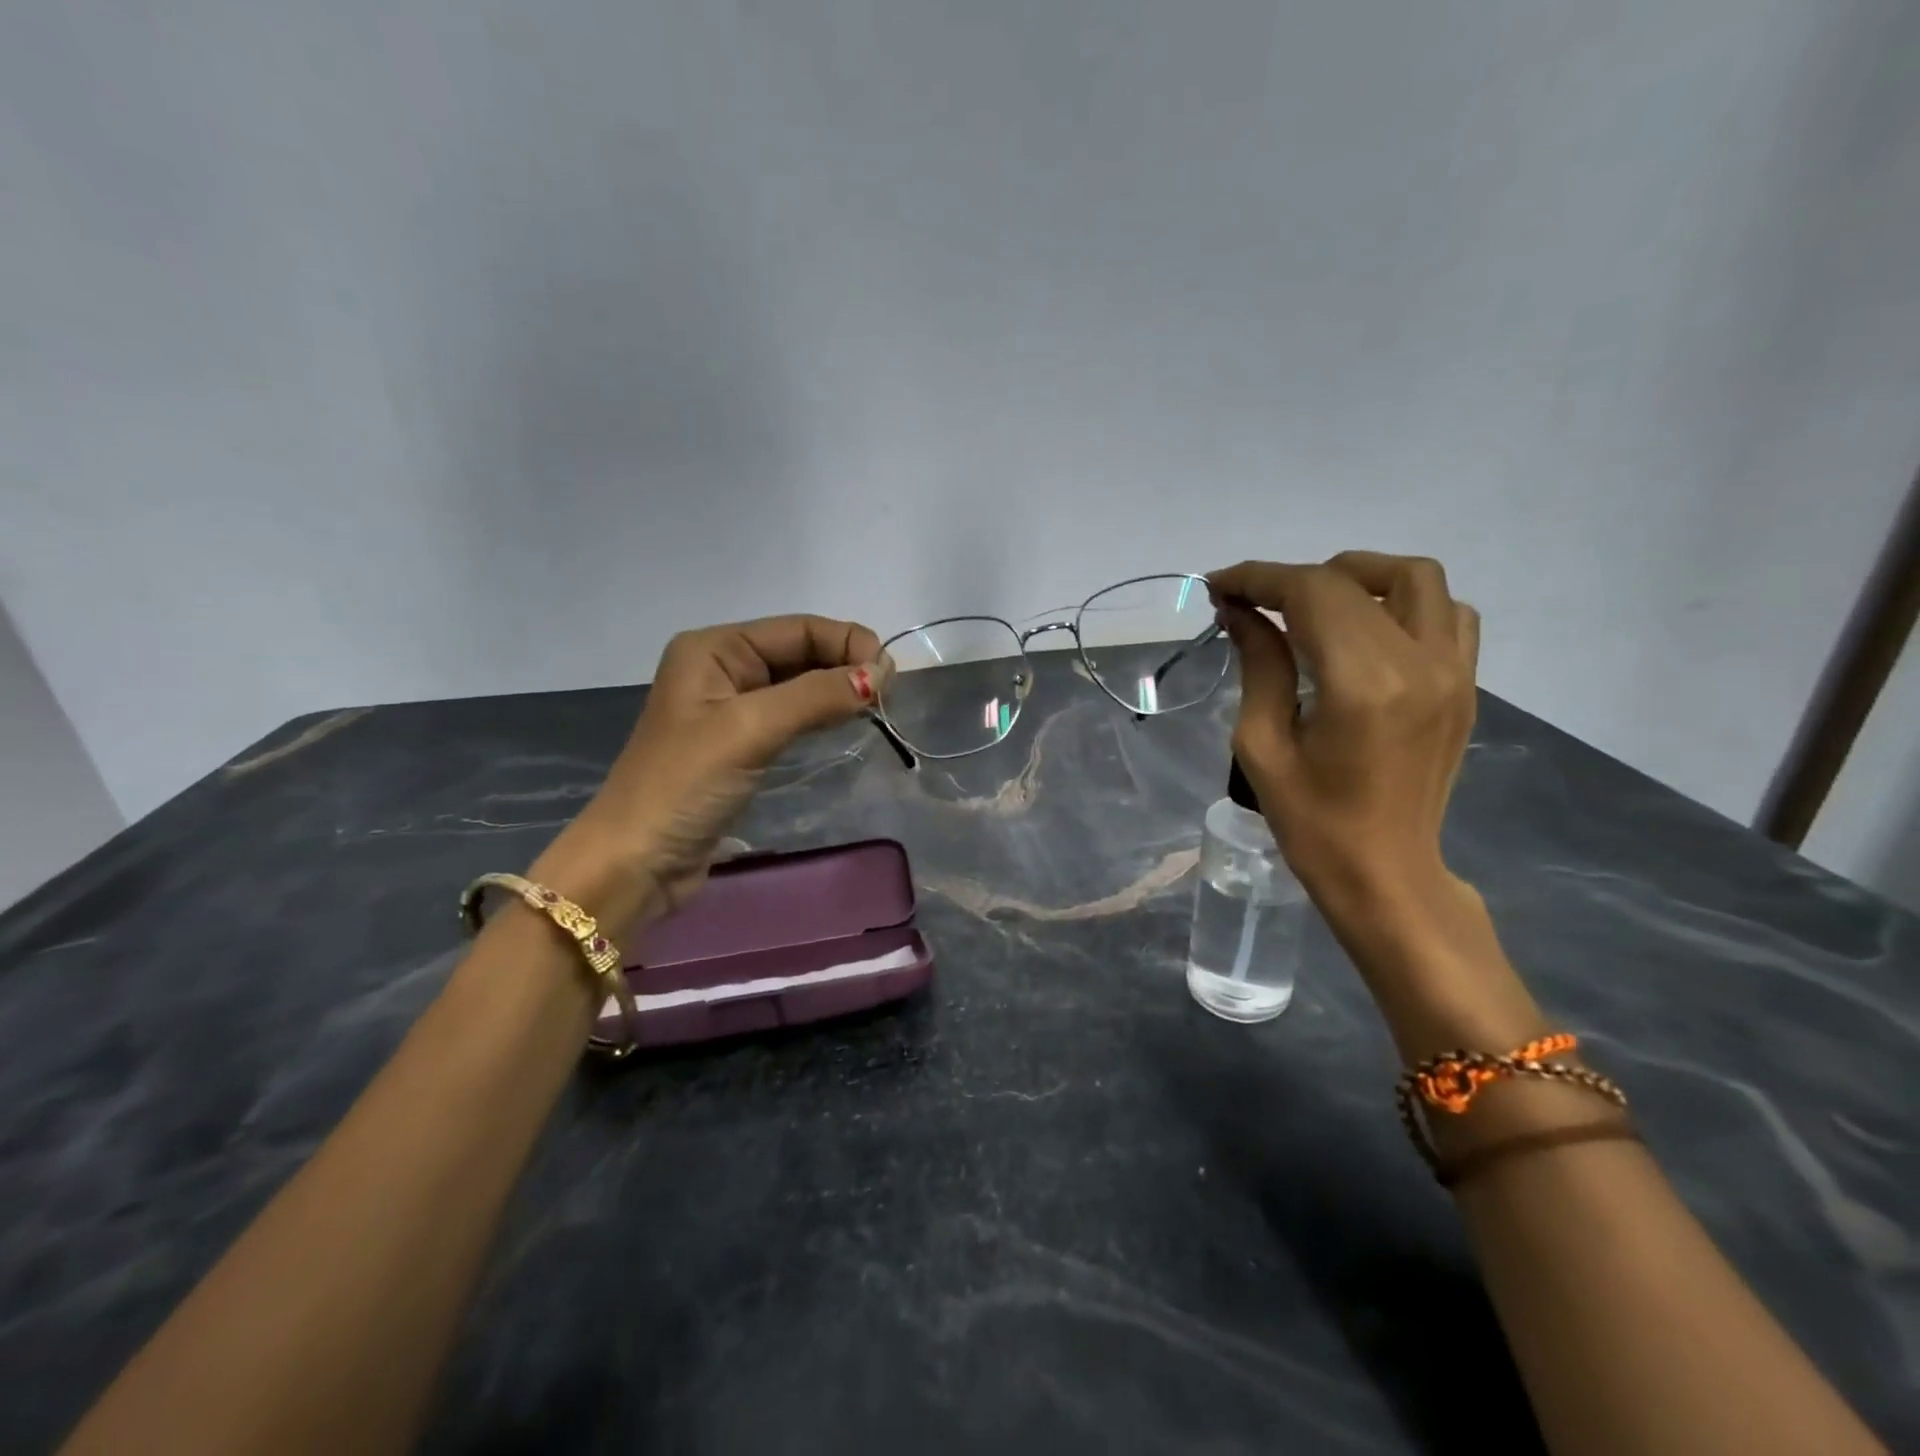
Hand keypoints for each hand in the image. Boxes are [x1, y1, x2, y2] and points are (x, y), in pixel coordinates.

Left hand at [536, 615, 885, 925]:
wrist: (635, 862)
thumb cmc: (685, 785)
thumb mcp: (751, 730)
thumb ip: (816, 696)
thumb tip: (880, 673)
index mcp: (714, 649)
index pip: (796, 629)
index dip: (846, 642)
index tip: (890, 674)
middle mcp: (722, 669)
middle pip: (798, 653)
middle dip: (844, 665)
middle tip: (890, 693)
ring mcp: (729, 709)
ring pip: (797, 685)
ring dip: (836, 690)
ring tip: (877, 706)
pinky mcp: (739, 745)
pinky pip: (790, 716)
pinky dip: (820, 716)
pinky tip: (845, 723)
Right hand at [1207, 553, 1480, 918]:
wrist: (1386, 873)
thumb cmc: (1311, 822)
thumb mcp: (1263, 745)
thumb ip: (1259, 665)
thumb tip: (1240, 612)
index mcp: (1362, 683)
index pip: (1311, 593)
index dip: (1258, 578)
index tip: (1218, 587)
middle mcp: (1418, 662)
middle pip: (1353, 580)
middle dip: (1291, 579)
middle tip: (1252, 603)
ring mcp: (1452, 671)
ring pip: (1415, 579)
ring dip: (1355, 578)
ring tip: (1311, 606)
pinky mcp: (1465, 684)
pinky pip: (1448, 614)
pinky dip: (1403, 603)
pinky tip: (1366, 630)